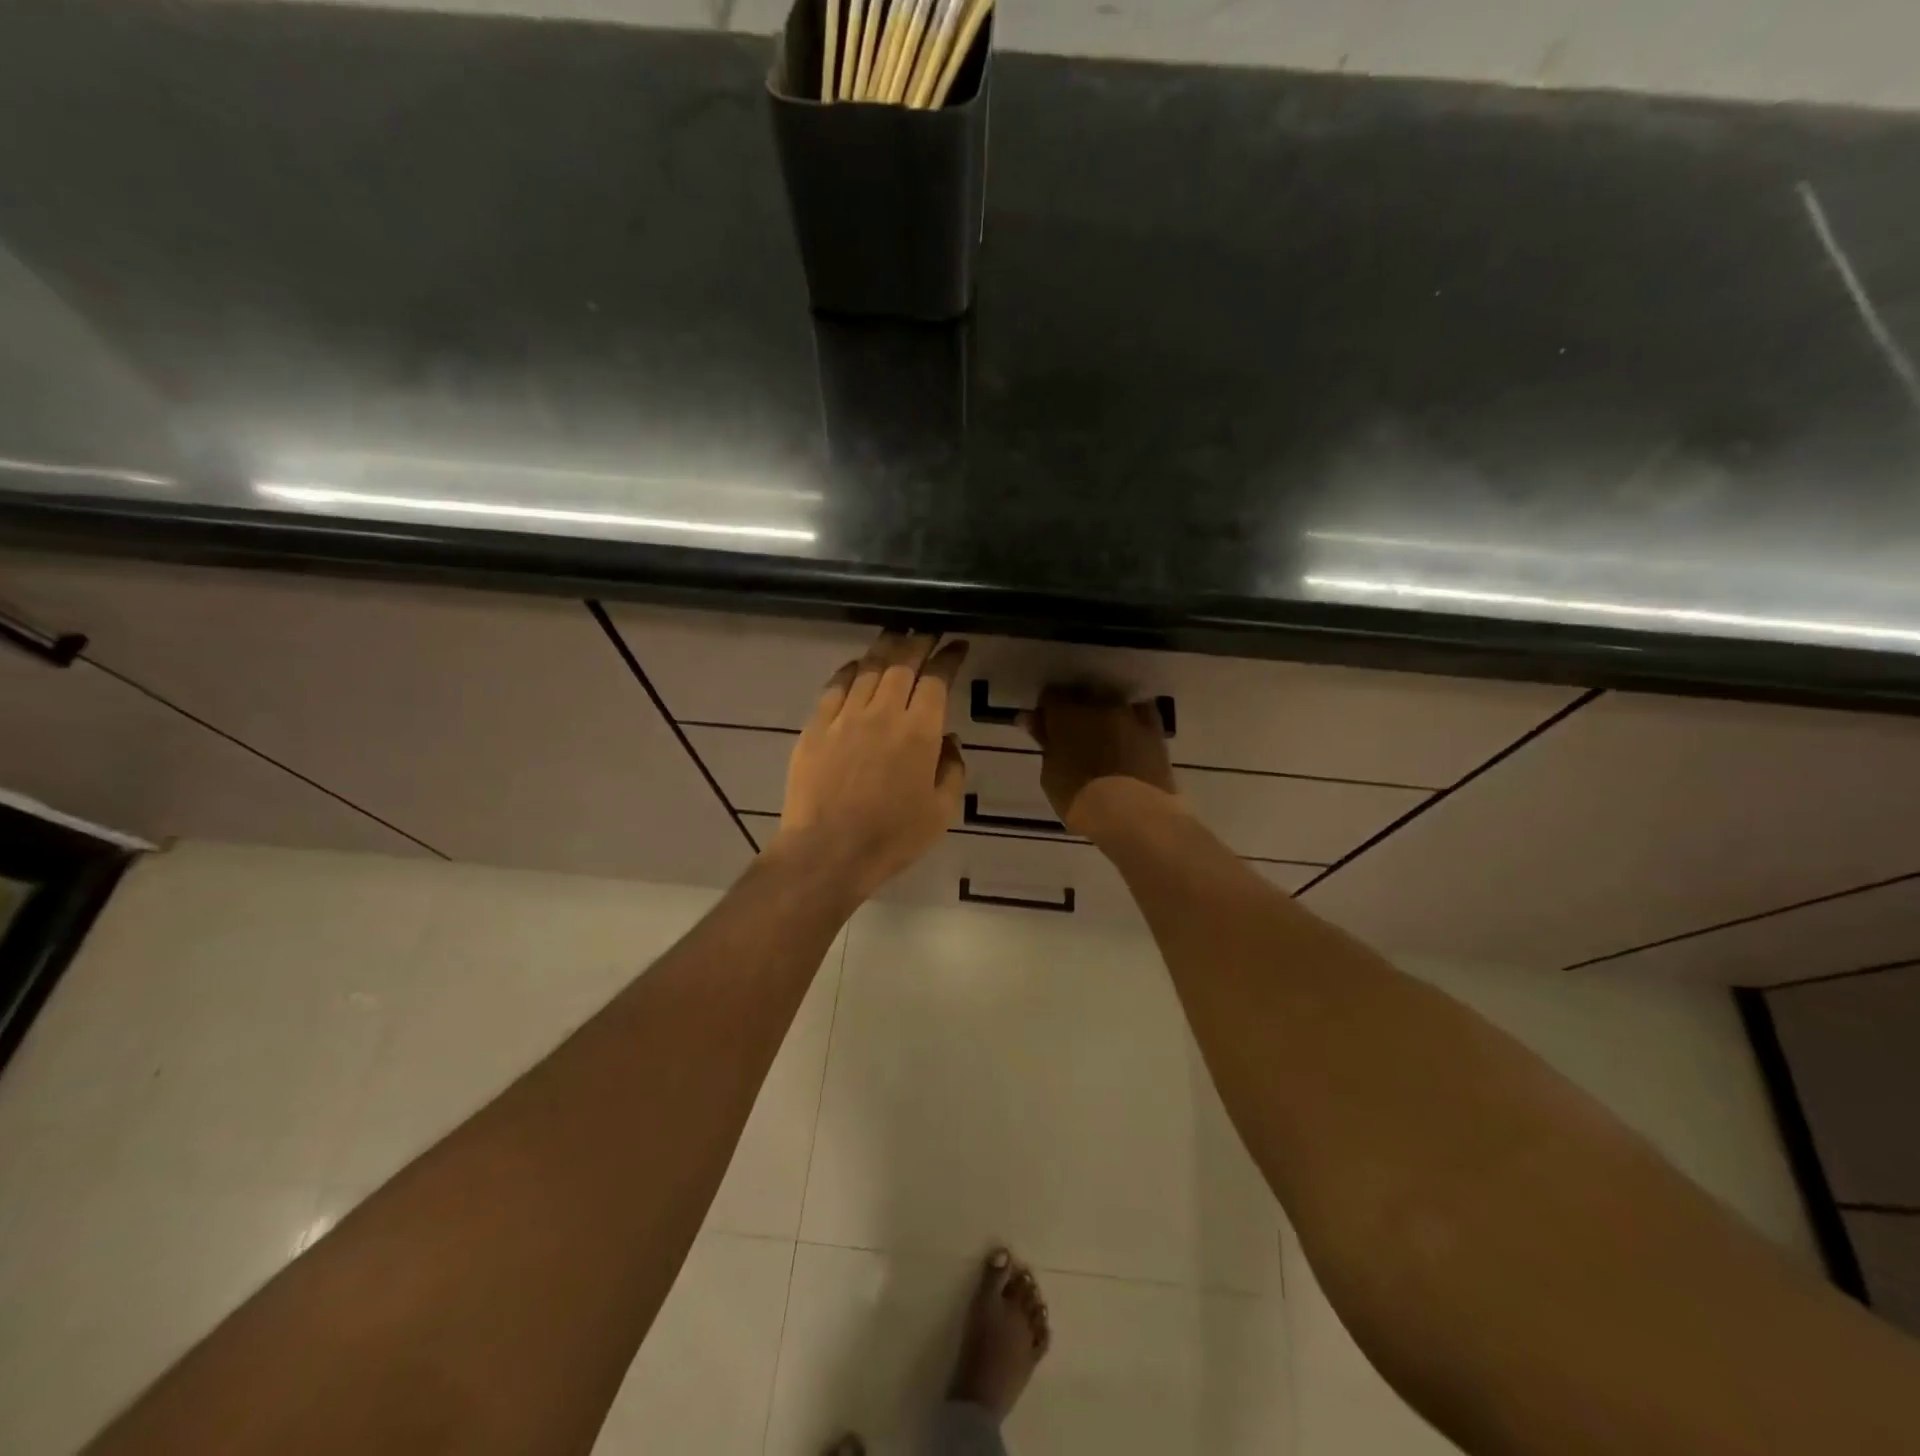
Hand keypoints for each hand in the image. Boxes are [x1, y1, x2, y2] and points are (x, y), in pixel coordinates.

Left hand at [776, 631, 968, 900]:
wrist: (828, 851)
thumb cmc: (892, 837)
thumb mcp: (942, 811)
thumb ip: (952, 769)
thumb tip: (949, 740)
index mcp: (919, 731)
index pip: (936, 679)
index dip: (948, 658)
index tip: (957, 646)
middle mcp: (883, 713)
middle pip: (902, 663)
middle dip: (919, 641)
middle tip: (928, 631)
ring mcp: (845, 717)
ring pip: (868, 668)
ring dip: (886, 648)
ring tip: (897, 635)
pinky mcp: (817, 727)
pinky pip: (835, 686)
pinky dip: (850, 670)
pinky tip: (857, 665)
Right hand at [1020, 684, 1178, 836]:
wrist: (1133, 814)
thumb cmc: (1081, 800)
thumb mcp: (1051, 775)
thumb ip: (1046, 745)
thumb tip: (1037, 725)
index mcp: (1065, 715)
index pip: (1051, 695)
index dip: (1048, 710)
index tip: (1047, 726)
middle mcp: (1097, 705)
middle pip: (1082, 694)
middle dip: (1076, 708)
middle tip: (1074, 733)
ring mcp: (1128, 714)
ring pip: (1112, 701)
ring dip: (1105, 712)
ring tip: (1105, 735)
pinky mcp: (1154, 728)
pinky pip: (1141, 712)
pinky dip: (1133, 718)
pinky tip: (1130, 733)